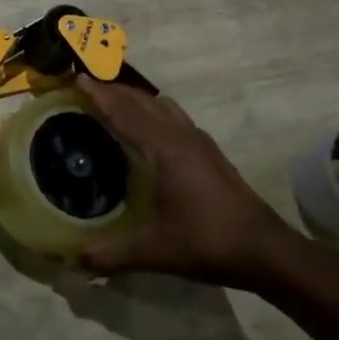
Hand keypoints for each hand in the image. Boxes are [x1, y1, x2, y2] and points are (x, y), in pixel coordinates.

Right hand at [76, 76, 302, 289]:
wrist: (266, 250)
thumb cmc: (207, 242)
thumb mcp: (153, 251)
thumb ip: (109, 255)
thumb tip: (72, 262)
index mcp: (164, 148)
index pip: (124, 111)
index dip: (99, 94)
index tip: (76, 77)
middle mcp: (181, 135)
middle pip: (141, 100)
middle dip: (113, 90)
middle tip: (85, 89)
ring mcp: (199, 141)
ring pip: (161, 105)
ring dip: (135, 99)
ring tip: (112, 105)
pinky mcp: (210, 151)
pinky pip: (173, 117)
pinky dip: (152, 112)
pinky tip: (145, 133)